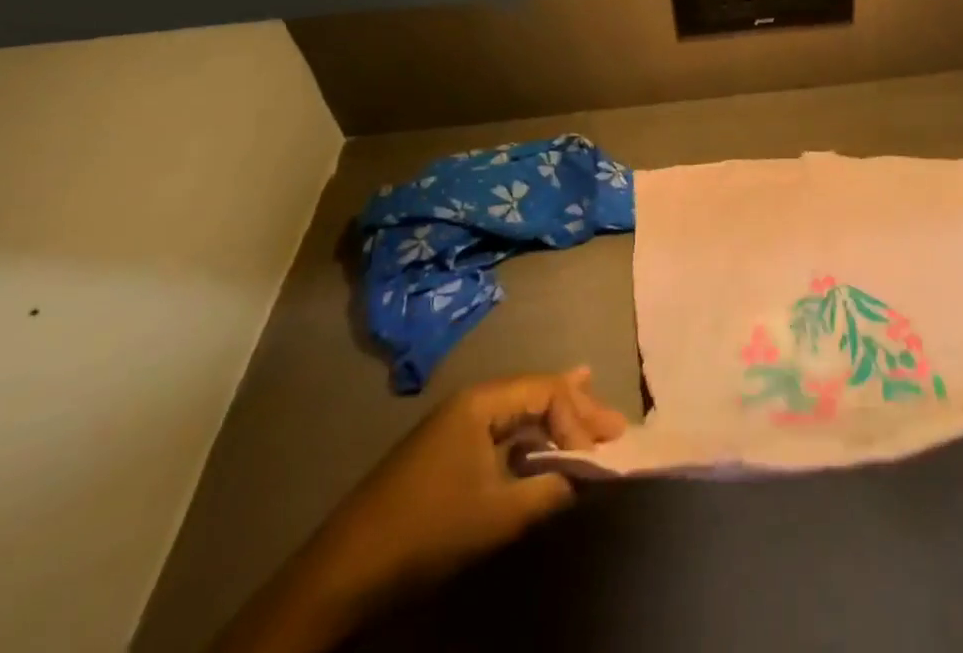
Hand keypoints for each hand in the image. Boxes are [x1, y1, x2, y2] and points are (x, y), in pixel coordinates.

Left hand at [212, 368, 626, 652]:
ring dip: (557, 422)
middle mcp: (473, 401)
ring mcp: (458, 425)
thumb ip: (548, 491)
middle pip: (536, 392)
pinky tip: (547, 436)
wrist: (345, 569)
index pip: (546, 391)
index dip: (578, 420)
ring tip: (595, 419)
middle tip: (616, 426)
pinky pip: (503, 431)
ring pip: (521, 411)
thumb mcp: (496, 515)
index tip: (599, 456)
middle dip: (577, 410)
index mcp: (482, 401)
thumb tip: (586, 476)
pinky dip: (532, 435)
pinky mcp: (449, 451)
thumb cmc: (428, 531)